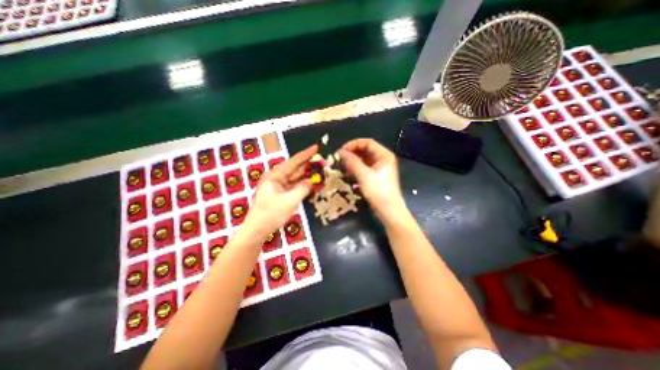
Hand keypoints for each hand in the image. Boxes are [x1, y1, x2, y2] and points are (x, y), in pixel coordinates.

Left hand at [243, 144, 317, 237]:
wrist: (257, 230)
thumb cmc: (271, 214)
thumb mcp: (290, 201)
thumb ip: (303, 188)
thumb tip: (312, 181)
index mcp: (276, 176)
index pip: (294, 162)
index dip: (306, 154)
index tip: (316, 147)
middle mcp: (277, 178)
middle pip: (295, 169)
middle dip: (309, 166)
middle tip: (323, 162)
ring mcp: (278, 187)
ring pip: (295, 178)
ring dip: (307, 176)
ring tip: (320, 172)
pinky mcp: (280, 194)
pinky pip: (294, 187)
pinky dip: (303, 186)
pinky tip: (312, 185)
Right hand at [342, 139, 405, 216]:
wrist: (389, 210)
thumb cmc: (378, 192)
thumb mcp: (364, 176)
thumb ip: (352, 162)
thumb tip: (341, 152)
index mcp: (384, 155)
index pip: (367, 142)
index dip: (353, 144)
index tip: (341, 150)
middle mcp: (383, 158)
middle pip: (365, 150)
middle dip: (352, 152)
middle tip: (340, 158)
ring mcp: (380, 167)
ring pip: (364, 159)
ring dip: (353, 160)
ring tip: (342, 165)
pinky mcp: (376, 175)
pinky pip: (365, 167)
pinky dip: (356, 167)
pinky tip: (348, 172)